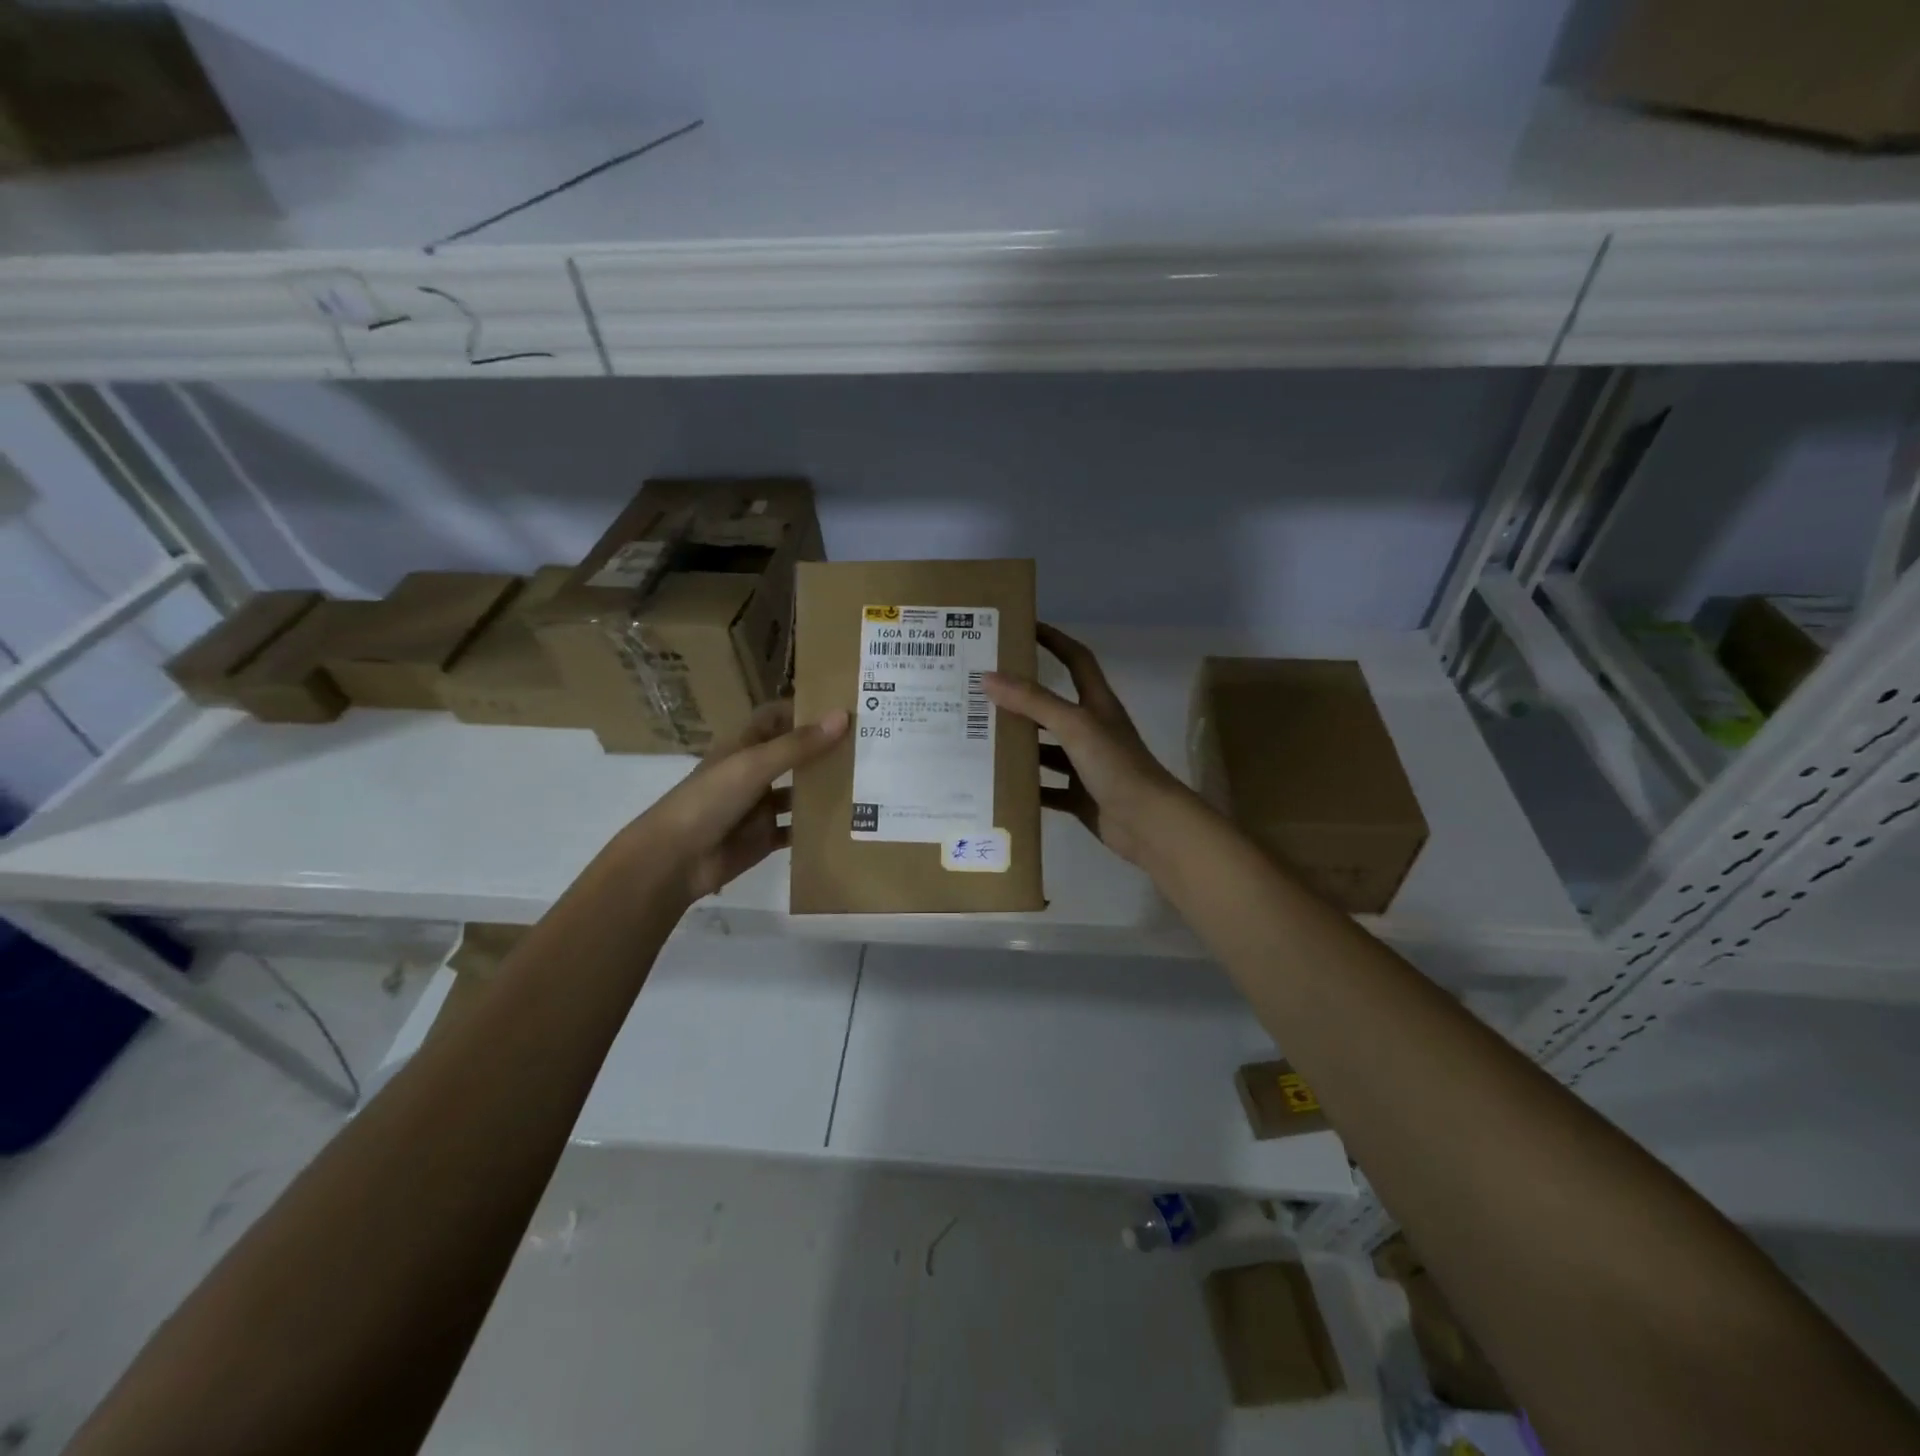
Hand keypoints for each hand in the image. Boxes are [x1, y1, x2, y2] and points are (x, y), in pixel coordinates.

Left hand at [635, 700, 848, 902]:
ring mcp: (760, 807)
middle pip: (793, 754)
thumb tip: (843, 716)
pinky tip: (848, 824)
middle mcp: (754, 772)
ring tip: (868, 781)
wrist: (675, 859)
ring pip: (799, 792)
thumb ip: (798, 745)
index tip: (843, 704)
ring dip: (825, 788)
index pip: (777, 717)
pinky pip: (796, 830)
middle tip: (869, 743)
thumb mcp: (754, 765)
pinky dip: (817, 827)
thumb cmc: (709, 800)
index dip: (804, 709)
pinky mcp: (765, 838)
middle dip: (824, 749)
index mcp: (744, 746)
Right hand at [984, 624, 1194, 867]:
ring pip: (1046, 749)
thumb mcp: (1074, 725)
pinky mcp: (1080, 796)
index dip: (1054, 640)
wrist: (1148, 822)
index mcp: (1096, 704)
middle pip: (1053, 706)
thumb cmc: (1116, 764)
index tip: (1023, 628)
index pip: (1075, 659)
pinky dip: (1026, 786)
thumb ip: (1033, 701)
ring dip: (1019, 744)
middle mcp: (1091, 730)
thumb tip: (989, 677)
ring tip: (979, 737)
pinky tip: (998, 784)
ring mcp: (1086, 765)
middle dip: (1021, 698)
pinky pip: (1047, 788)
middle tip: (982, 691)